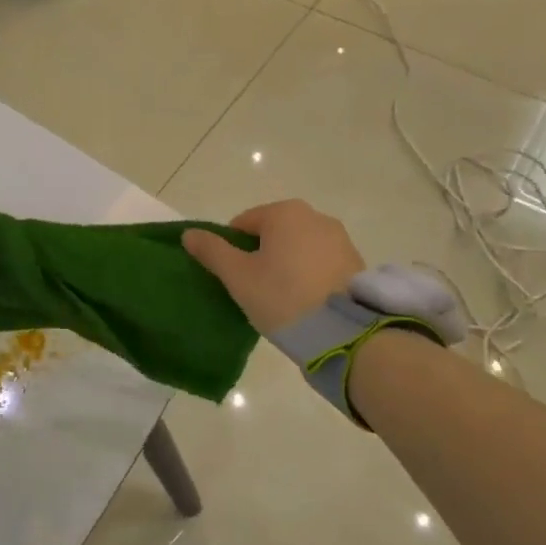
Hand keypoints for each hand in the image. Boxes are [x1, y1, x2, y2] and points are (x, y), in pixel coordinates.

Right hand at [184, 200, 364, 334]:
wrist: (343, 332)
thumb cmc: (282, 296)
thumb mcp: (238, 276)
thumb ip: (212, 251)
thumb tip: (188, 234)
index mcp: (284, 212)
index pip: (243, 223)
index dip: (231, 250)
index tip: (234, 278)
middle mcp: (315, 216)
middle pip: (273, 233)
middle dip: (261, 256)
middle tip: (256, 290)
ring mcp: (340, 239)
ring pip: (298, 247)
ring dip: (286, 265)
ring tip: (282, 299)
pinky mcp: (356, 262)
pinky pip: (320, 262)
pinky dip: (309, 275)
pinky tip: (305, 302)